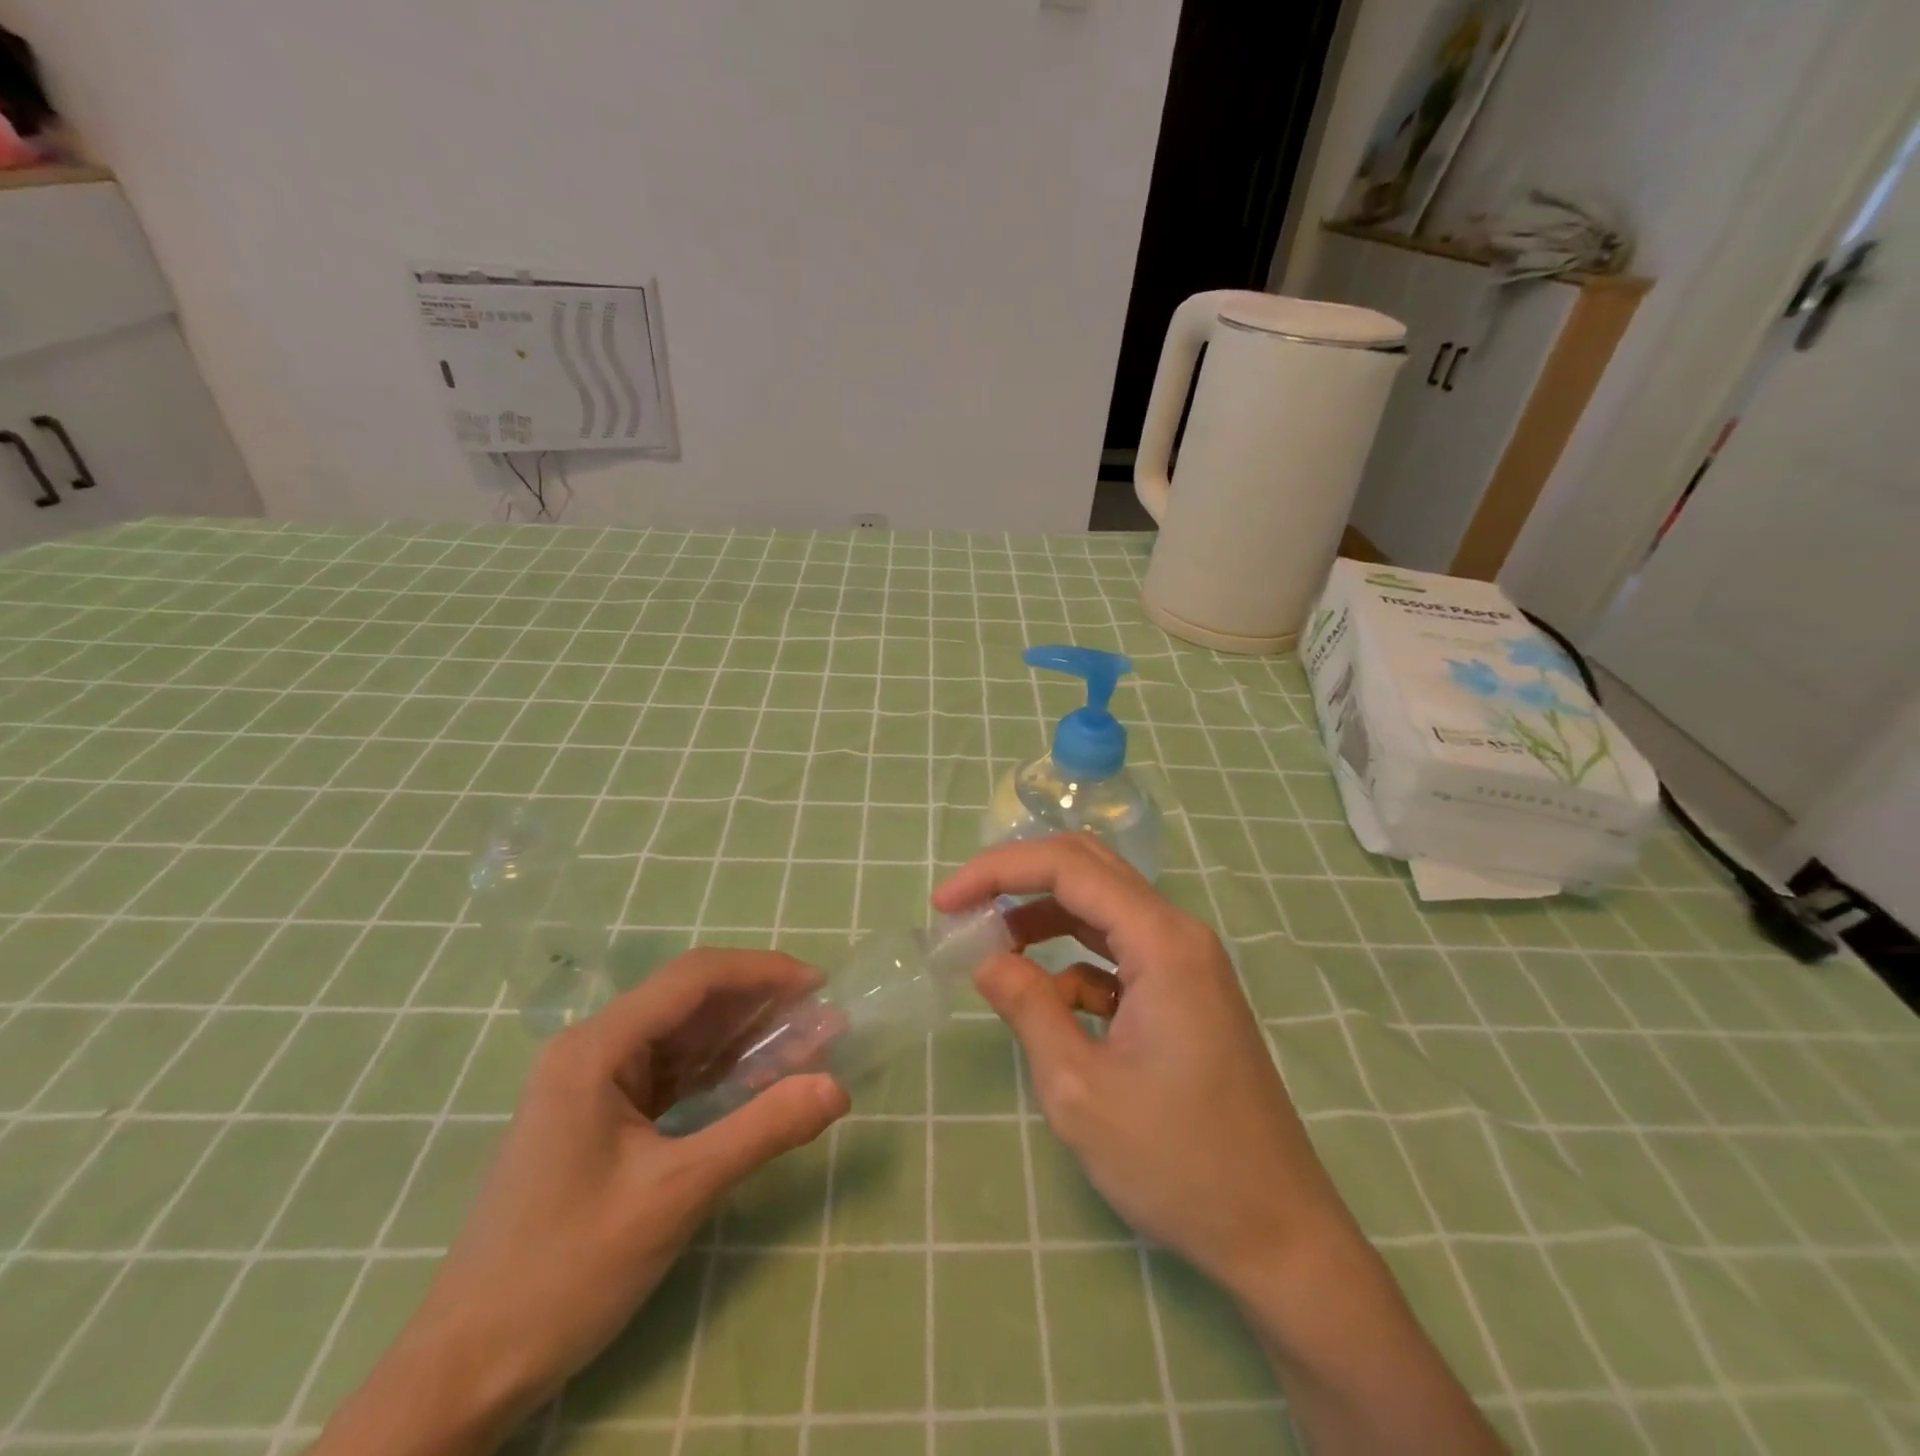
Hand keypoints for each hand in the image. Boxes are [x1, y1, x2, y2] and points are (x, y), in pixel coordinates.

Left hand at [312, 949, 849, 1455]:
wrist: (465, 1370)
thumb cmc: (565, 1271)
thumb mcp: (675, 1196)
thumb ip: (761, 1131)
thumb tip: (838, 1087)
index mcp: (597, 1049)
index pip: (693, 979)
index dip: (762, 972)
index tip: (819, 986)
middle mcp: (593, 1050)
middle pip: (689, 1002)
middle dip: (759, 1005)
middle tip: (823, 1022)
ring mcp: (594, 1083)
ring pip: (683, 1037)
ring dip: (743, 1038)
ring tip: (805, 1046)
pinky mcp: (601, 1115)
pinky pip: (671, 1074)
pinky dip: (718, 1072)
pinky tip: (757, 1080)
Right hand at [934, 836, 1347, 1286]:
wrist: (1276, 1233)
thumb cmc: (1178, 1162)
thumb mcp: (1080, 1089)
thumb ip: (1028, 1008)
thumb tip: (986, 960)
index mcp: (1162, 941)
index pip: (1068, 866)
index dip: (998, 871)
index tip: (945, 903)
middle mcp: (1179, 934)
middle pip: (1089, 868)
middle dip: (1019, 878)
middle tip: (964, 908)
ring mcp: (1187, 962)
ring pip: (1102, 907)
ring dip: (1043, 915)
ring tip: (991, 946)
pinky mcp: (1185, 992)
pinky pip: (1118, 951)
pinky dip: (1074, 961)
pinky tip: (1050, 1003)